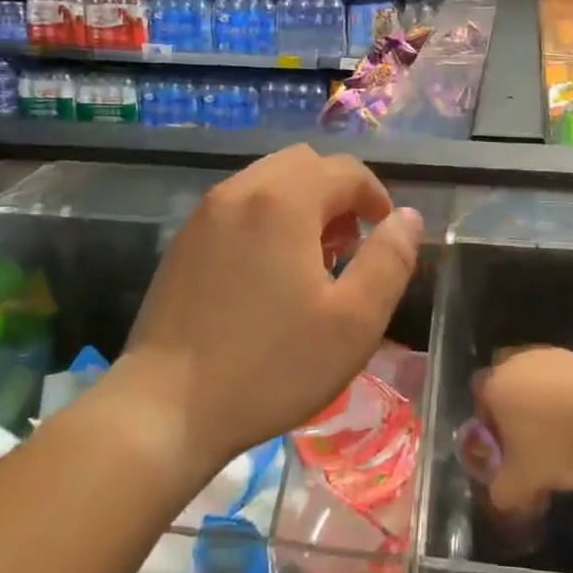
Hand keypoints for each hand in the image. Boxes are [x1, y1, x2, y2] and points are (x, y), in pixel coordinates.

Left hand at [115, 145, 421, 481]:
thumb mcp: (354, 321)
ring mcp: (206, 212)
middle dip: (337, 195)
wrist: (165, 408)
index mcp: (284, 200)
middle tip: (347, 249)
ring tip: (310, 262)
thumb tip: (407, 217)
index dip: (376, 196)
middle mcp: (242, 189)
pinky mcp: (184, 239)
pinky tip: (266, 274)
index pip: (346, 170)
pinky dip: (267, 217)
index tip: (384, 237)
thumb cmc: (271, 366)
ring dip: (302, 204)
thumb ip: (390, 260)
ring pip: (269, 180)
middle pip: (306, 164)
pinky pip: (239, 204)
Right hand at [474, 348, 572, 512]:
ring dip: (550, 413)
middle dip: (520, 421)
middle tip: (536, 453)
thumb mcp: (520, 483)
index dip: (492, 433)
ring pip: (542, 388)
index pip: (481, 404)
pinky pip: (570, 386)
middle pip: (512, 393)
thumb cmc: (557, 446)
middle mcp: (519, 362)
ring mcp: (554, 356)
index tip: (508, 457)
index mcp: (495, 385)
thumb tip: (500, 495)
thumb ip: (501, 491)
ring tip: (569, 445)